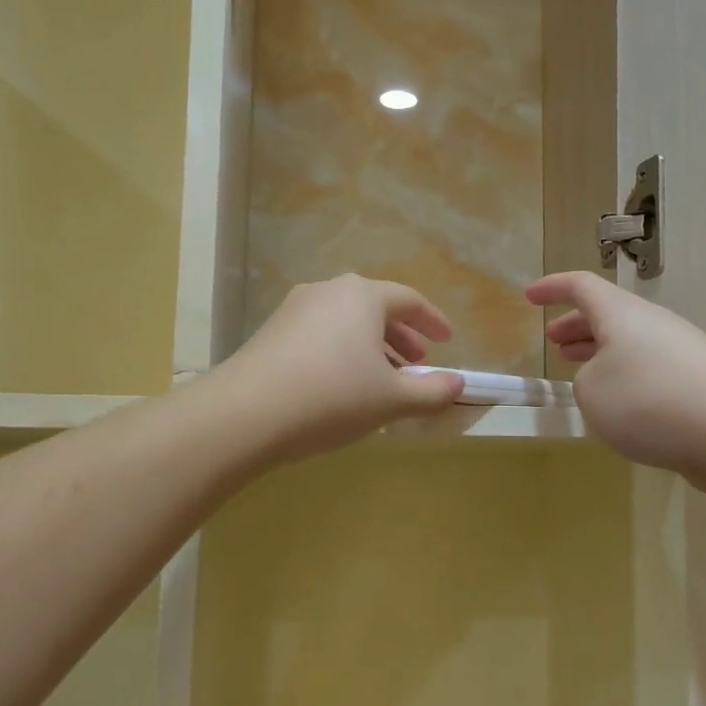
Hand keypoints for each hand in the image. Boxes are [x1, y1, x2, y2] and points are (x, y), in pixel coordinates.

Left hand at [218, 275, 464, 460]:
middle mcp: (328, 291)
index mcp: (362, 296)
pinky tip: (341, 385)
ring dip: (370, 346)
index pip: (409, 300)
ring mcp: (294, 309)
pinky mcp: (271, 331)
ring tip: (381, 379)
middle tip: (416, 363)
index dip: (433, 321)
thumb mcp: (391, 400)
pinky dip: (341, 352)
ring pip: (345, 322)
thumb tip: (459, 385)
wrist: (246, 413)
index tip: (446, 341)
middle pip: (375, 308)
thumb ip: (431, 392)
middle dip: (400, 336)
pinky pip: (320, 334)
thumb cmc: (332, 397)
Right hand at [529, 271, 705, 480]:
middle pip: (609, 315)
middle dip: (577, 326)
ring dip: (601, 354)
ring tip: (581, 373)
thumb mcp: (591, 392)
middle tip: (554, 341)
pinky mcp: (699, 384)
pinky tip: (621, 407)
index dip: (552, 288)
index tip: (529, 297)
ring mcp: (681, 352)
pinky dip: (627, 379)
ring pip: (631, 344)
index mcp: (621, 314)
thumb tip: (605, 381)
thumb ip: (585, 381)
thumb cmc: (648, 400)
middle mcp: (653, 325)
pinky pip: (651, 371)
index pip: (581, 286)